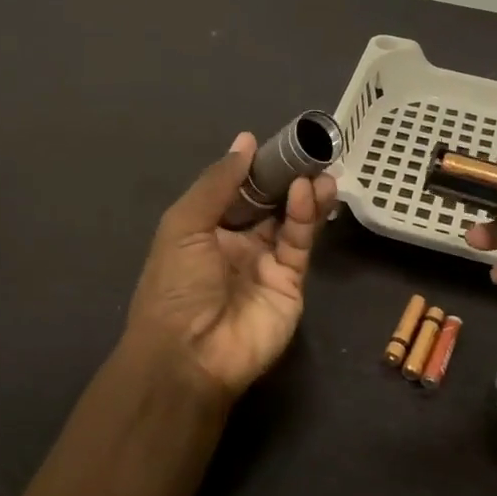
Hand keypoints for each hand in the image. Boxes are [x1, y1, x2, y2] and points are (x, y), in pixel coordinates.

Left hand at [123, 132, 338, 401]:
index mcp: (206, 230)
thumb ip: (218, 182)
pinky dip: (305, 217)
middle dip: (287, 178)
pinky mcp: (291, 283)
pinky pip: (298, 244)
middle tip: (310, 153)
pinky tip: (308, 193)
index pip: (237, 190)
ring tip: (320, 170)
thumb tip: (245, 140)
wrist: (189, 355)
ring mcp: (266, 264)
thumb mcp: (185, 225)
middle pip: (269, 203)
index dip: (256, 168)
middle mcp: (237, 244)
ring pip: (290, 221)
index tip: (278, 142)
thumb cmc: (176, 285)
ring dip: (304, 194)